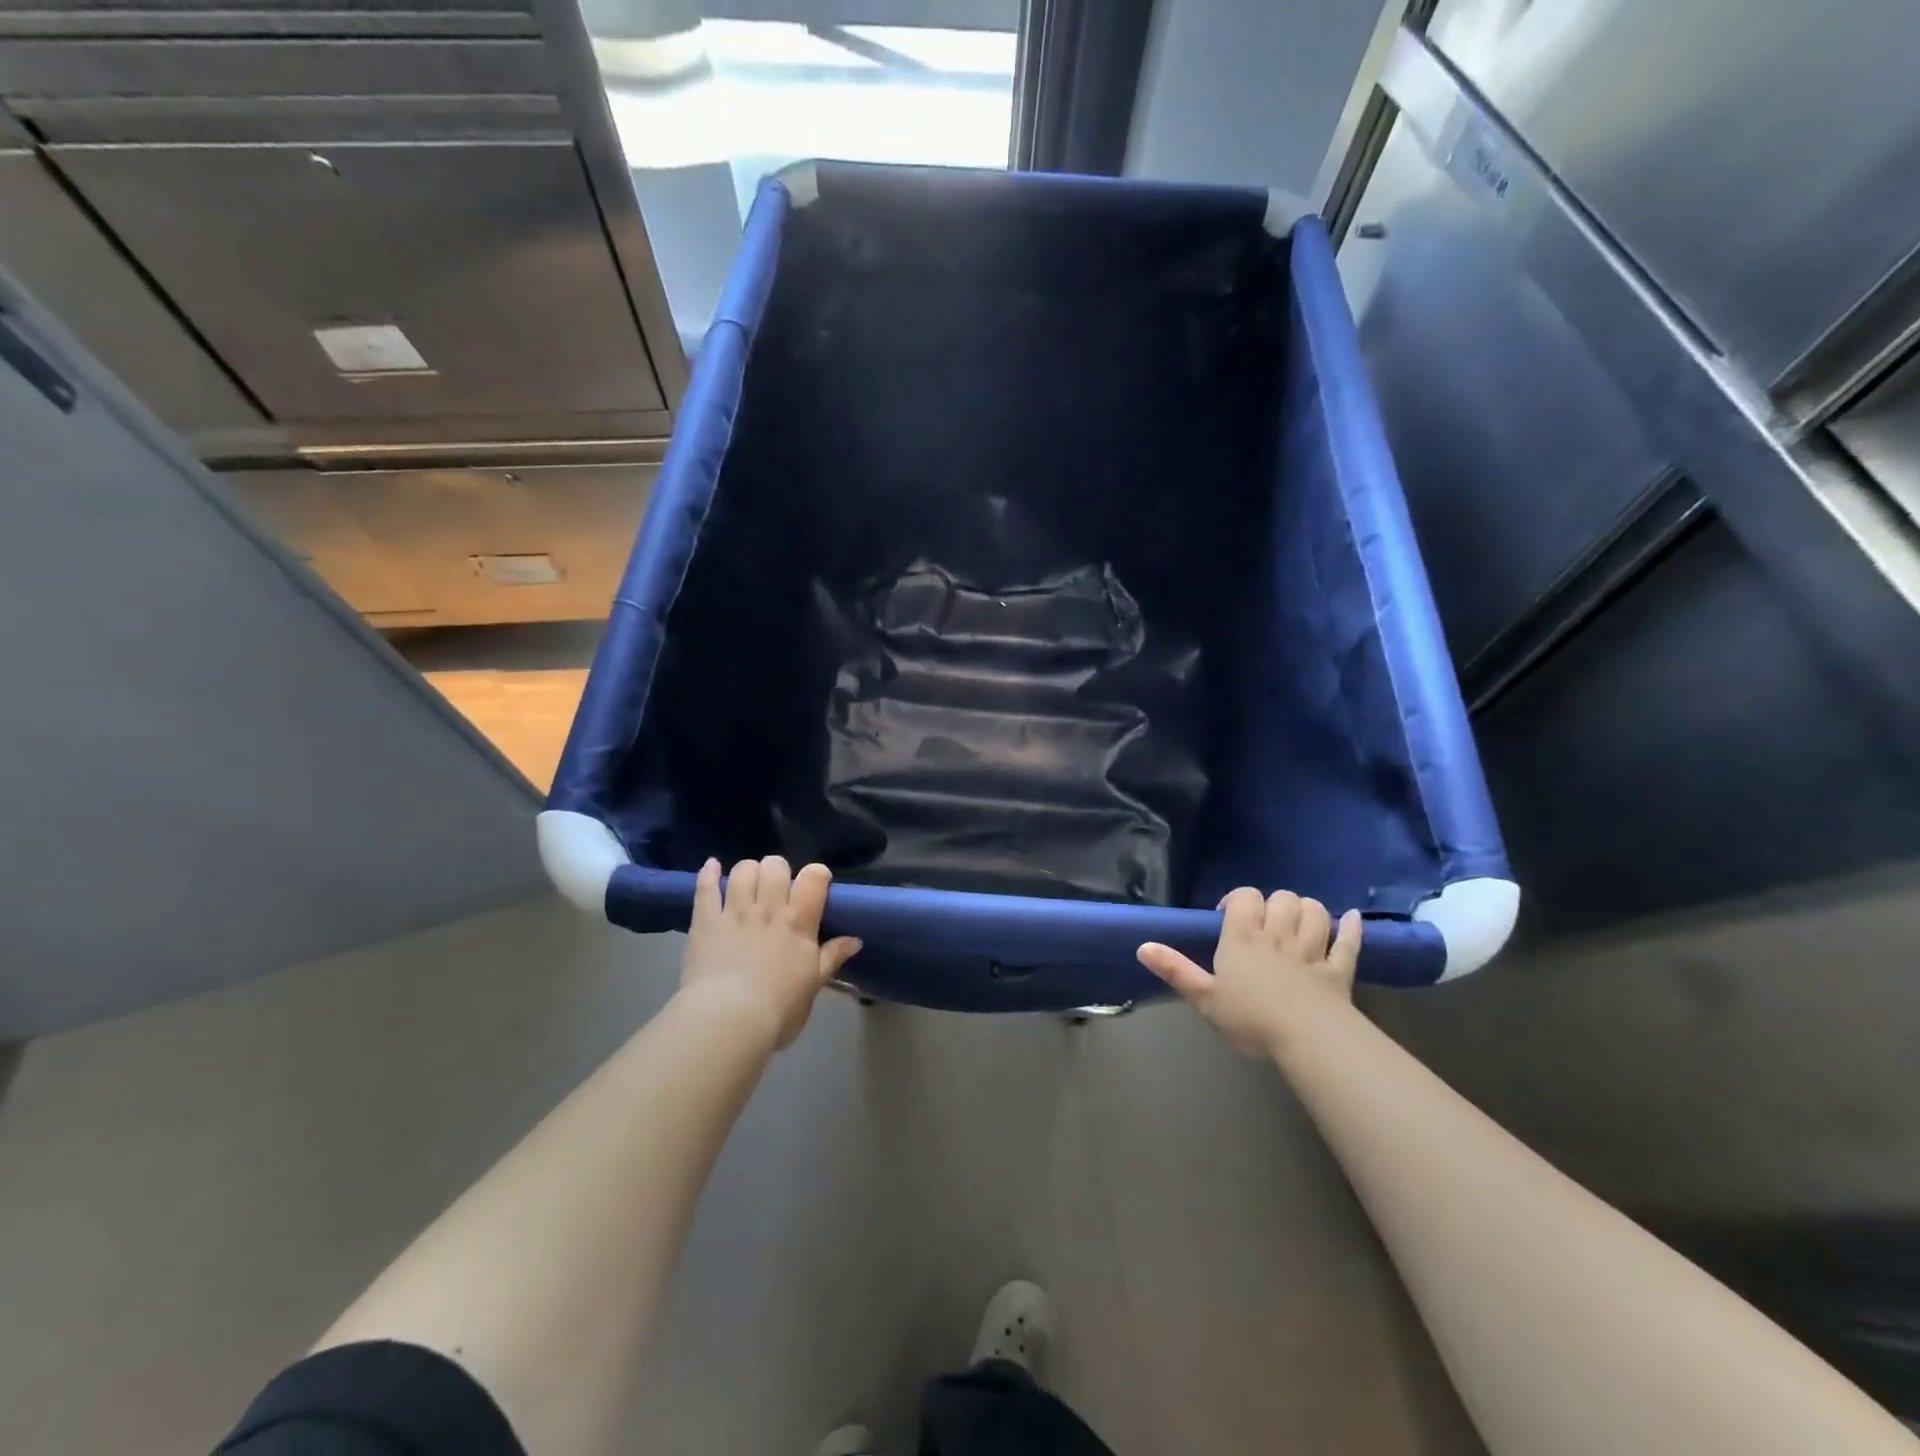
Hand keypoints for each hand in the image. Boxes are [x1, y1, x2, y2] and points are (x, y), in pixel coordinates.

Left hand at [679, 856, 862, 1050]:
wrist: (728, 1021)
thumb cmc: (778, 1009)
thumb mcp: (813, 985)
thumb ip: (831, 957)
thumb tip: (855, 940)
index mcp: (798, 922)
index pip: (813, 878)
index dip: (817, 873)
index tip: (816, 883)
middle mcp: (768, 909)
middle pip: (775, 866)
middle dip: (778, 870)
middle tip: (777, 887)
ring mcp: (734, 912)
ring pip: (743, 871)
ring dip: (749, 870)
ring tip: (749, 882)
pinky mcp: (705, 922)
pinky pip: (706, 888)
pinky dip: (709, 873)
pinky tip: (712, 865)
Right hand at [1137, 889, 1361, 1057]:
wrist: (1306, 1038)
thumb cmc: (1250, 1017)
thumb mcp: (1204, 998)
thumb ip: (1175, 970)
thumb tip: (1142, 946)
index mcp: (1243, 939)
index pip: (1244, 897)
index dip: (1238, 900)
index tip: (1229, 918)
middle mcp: (1278, 935)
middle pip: (1282, 899)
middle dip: (1274, 903)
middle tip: (1264, 924)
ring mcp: (1312, 951)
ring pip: (1315, 912)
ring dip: (1308, 910)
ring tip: (1298, 920)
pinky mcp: (1339, 970)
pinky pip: (1348, 943)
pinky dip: (1351, 928)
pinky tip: (1352, 919)